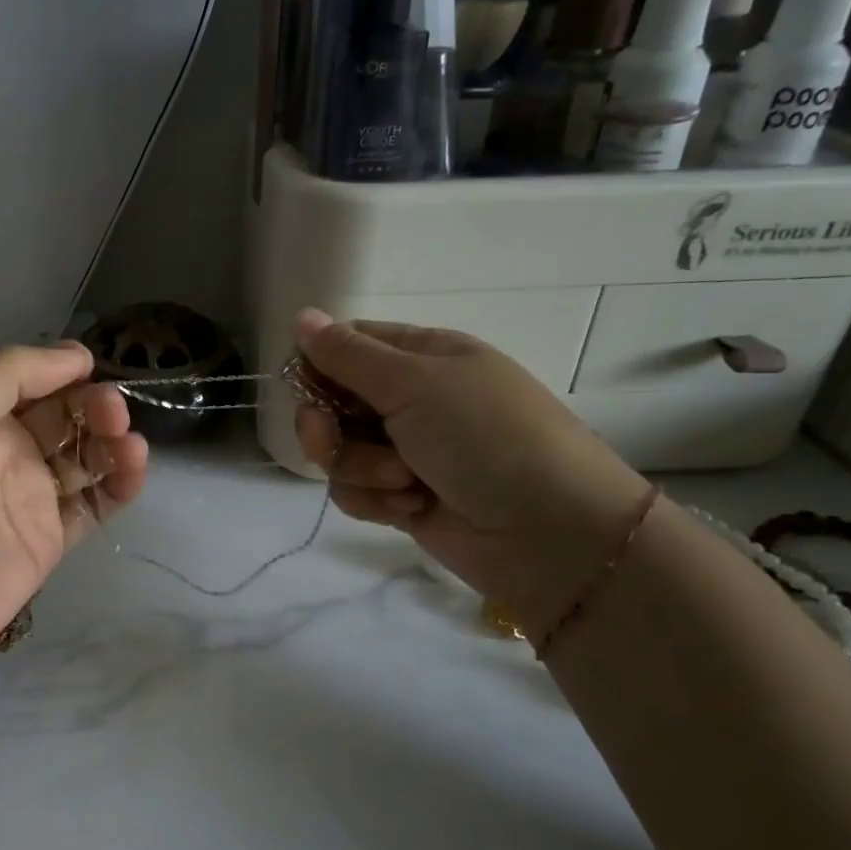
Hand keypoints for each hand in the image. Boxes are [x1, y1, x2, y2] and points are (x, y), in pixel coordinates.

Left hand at [0, 343, 147, 692]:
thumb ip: (6, 375)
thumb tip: (77, 356)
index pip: (30, 381)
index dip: (63, 369)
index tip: (94, 366)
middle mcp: (5, 451)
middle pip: (64, 415)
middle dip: (93, 405)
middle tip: (113, 412)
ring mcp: (31, 496)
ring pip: (86, 455)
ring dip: (112, 441)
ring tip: (128, 443)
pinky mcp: (52, 538)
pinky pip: (96, 502)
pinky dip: (120, 483)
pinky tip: (133, 469)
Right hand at [292, 309, 648, 641]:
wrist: (548, 533)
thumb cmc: (486, 437)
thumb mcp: (416, 382)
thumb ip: (349, 355)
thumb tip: (301, 316)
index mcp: (421, 356)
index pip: (346, 346)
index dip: (317, 365)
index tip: (308, 388)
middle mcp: (409, 399)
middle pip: (331, 402)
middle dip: (326, 426)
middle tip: (332, 441)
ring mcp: (405, 451)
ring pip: (338, 452)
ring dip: (361, 468)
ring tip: (404, 481)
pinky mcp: (400, 497)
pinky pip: (354, 492)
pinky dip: (375, 500)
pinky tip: (410, 507)